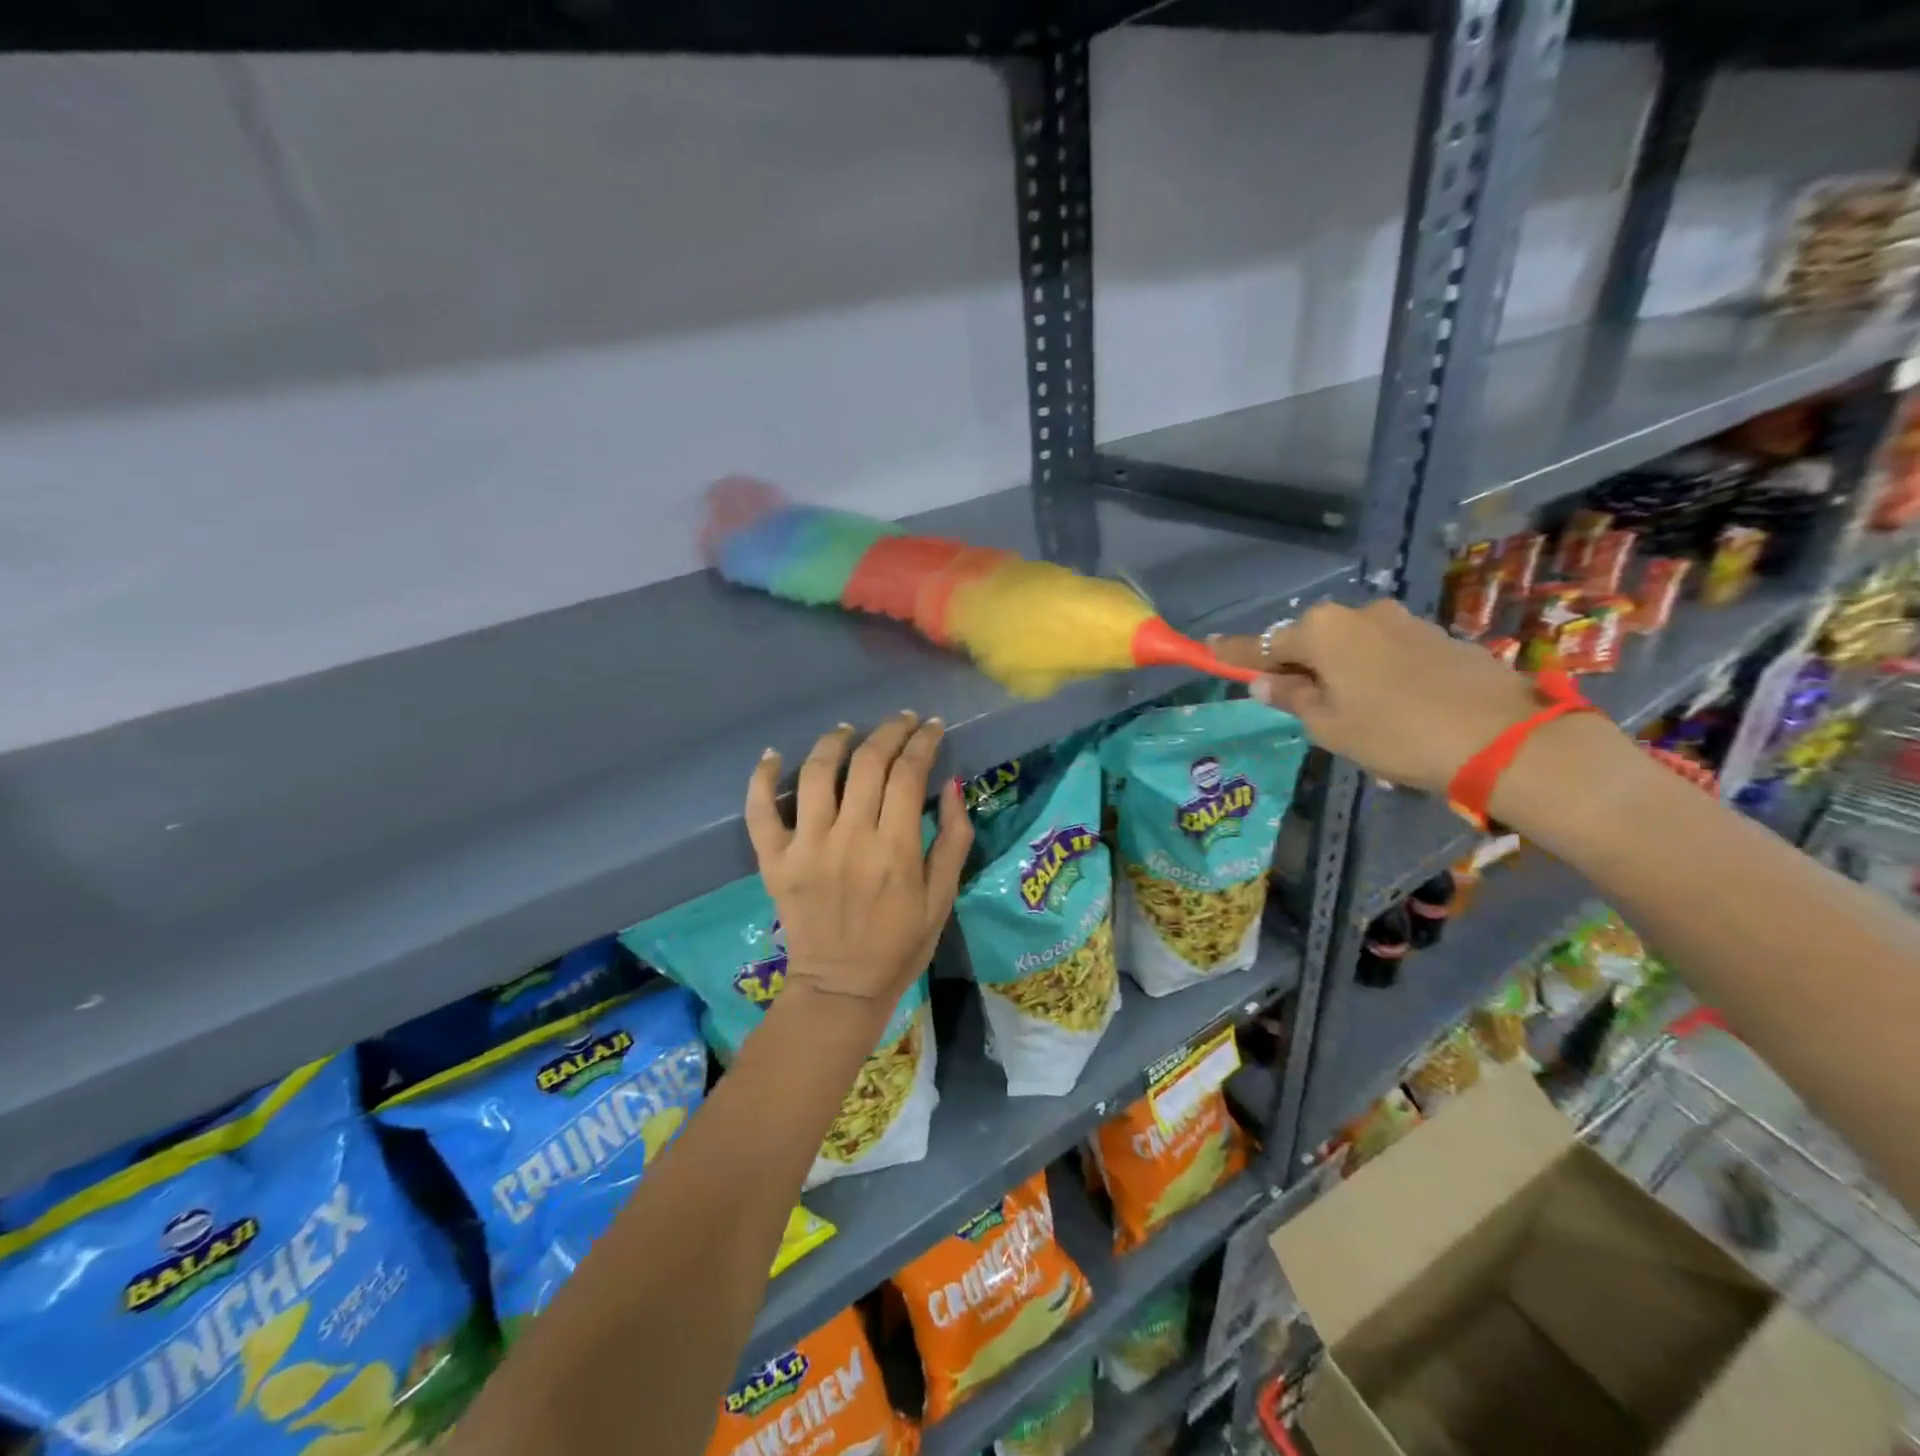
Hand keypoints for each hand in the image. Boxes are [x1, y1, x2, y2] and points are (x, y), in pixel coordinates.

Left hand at [744, 712, 971, 1014]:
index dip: (923, 742)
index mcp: (894, 850)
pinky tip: (774, 755)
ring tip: (849, 730)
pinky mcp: (774, 861)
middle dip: (889, 732)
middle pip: (867, 763)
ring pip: (818, 774)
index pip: (908, 773)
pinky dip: (763, 778)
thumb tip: (952, 784)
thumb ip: (952, 839)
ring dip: (835, 741)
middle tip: (902, 721)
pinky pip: (760, 811)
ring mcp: (806, 848)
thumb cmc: (900, 944)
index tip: (933, 727)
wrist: (840, 988)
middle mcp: (848, 839)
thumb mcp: (943, 897)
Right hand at [1211, 601, 1543, 793]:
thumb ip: (1292, 699)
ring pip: (1349, 645)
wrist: (1502, 738)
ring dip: (1335, 669)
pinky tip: (1384, 703)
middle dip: (1294, 664)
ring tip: (1344, 711)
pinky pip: (1383, 651)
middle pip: (1309, 639)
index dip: (1234, 651)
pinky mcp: (1436, 635)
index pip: (1263, 643)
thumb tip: (1265, 683)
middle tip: (1289, 700)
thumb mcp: (1329, 725)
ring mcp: (1402, 621)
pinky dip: (1370, 670)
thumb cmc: (1395, 733)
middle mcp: (1359, 613)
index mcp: (1323, 631)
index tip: (1208, 646)